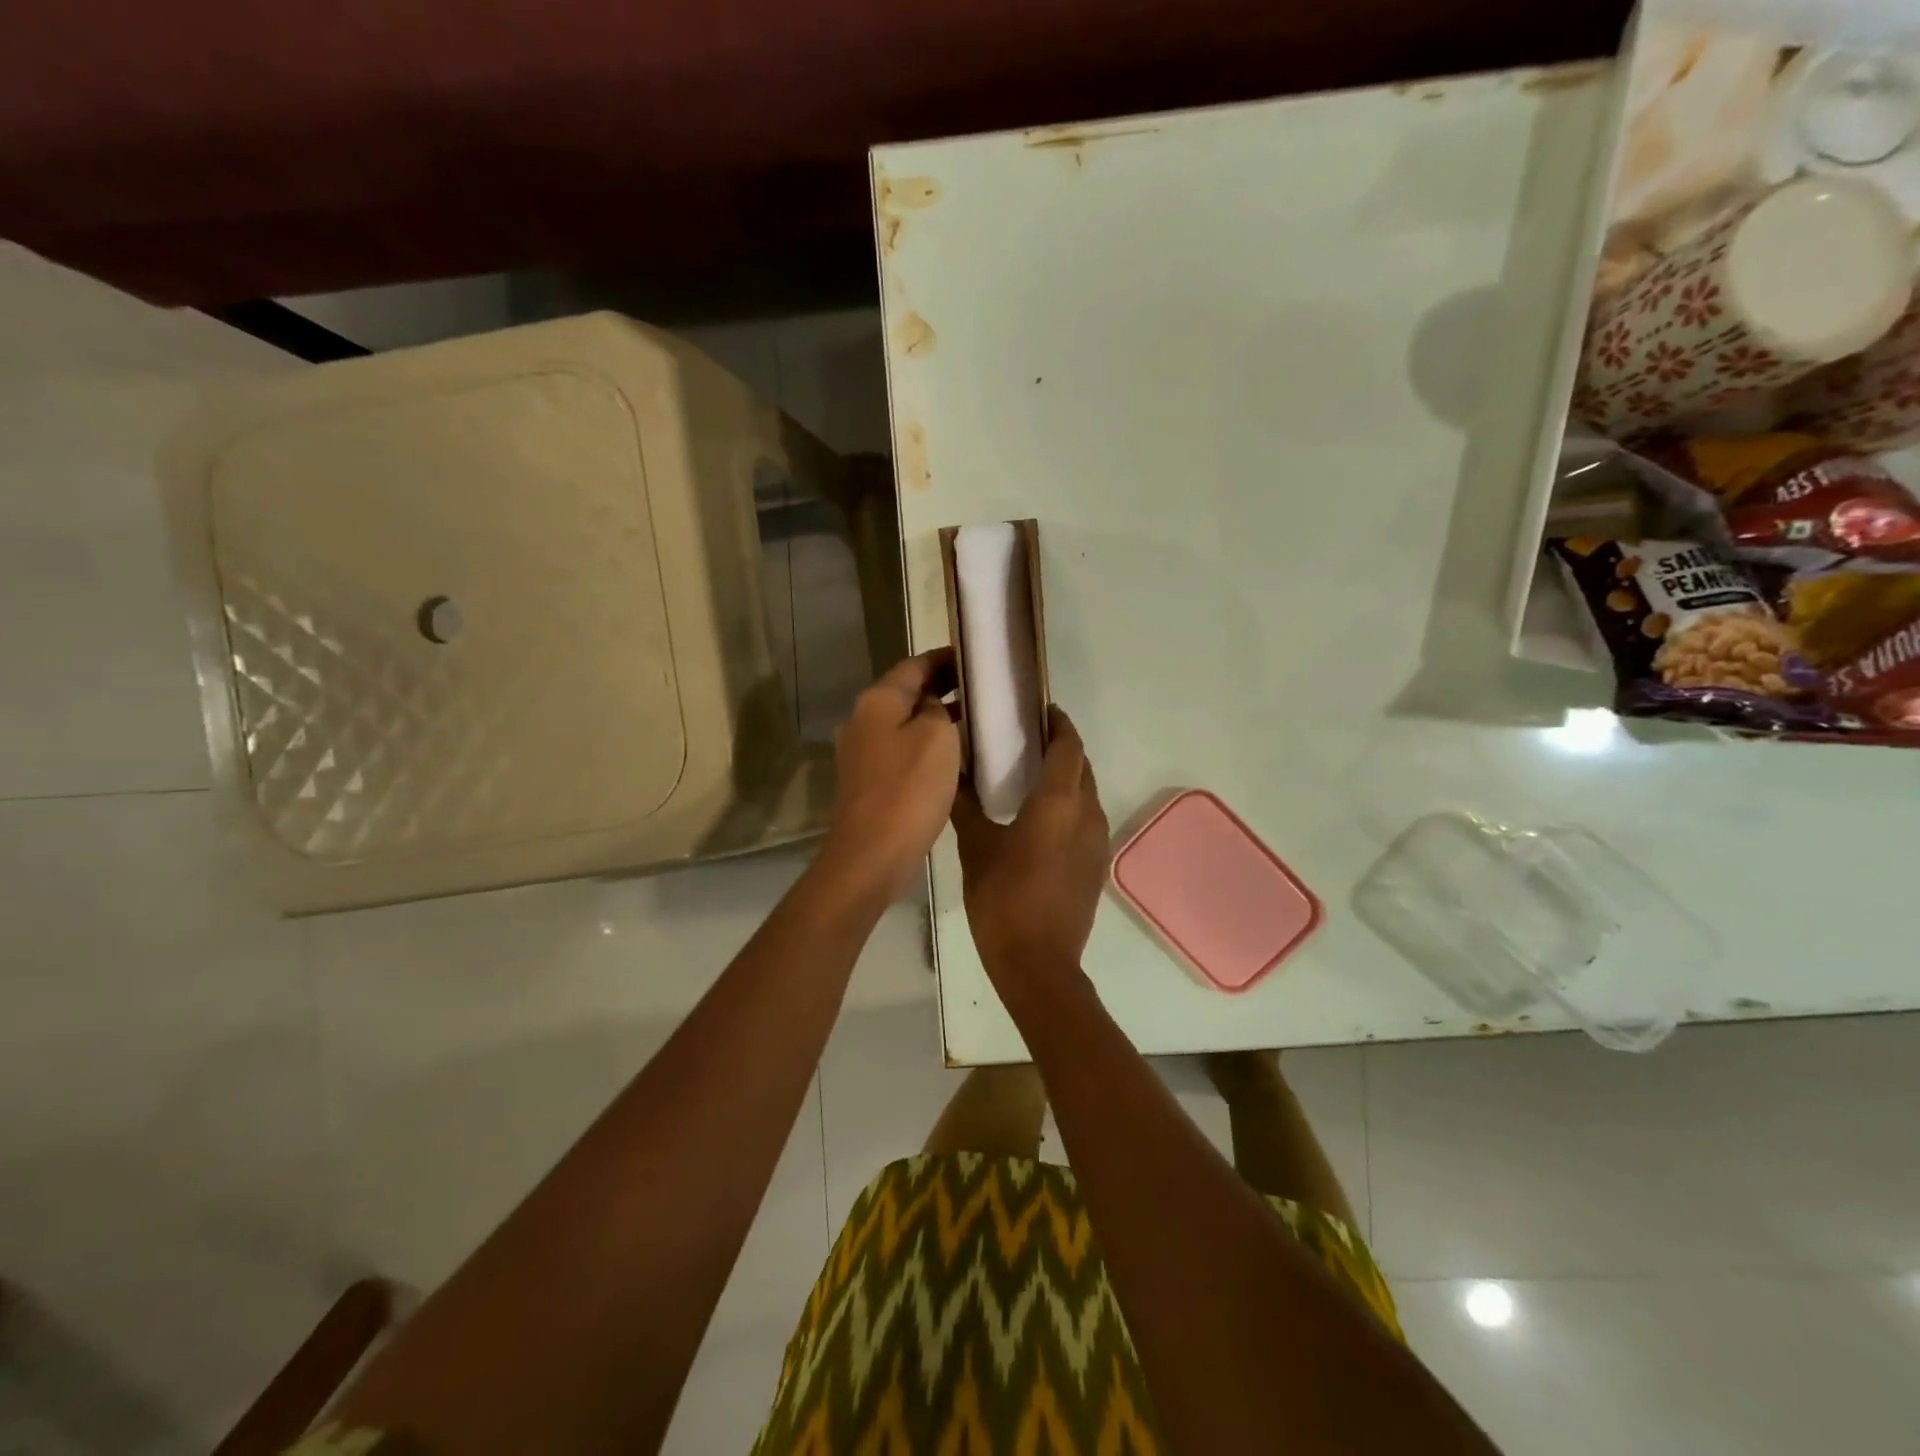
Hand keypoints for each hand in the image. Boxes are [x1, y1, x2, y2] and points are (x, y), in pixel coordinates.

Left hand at [821, 650, 961, 901]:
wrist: (872, 854)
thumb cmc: (908, 789)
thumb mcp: (936, 736)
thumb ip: (937, 709)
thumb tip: (931, 706)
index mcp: (877, 701)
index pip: (914, 665)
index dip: (945, 658)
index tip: (975, 658)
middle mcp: (863, 720)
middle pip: (906, 692)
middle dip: (942, 687)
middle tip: (981, 689)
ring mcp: (861, 753)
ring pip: (903, 723)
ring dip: (935, 718)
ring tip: (973, 720)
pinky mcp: (868, 782)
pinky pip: (901, 751)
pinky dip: (925, 745)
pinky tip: (951, 757)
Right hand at [952, 706, 1109, 998]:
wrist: (1039, 964)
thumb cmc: (1003, 900)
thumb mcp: (976, 848)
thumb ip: (967, 807)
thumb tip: (953, 775)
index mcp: (1060, 803)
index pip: (1069, 746)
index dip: (1058, 723)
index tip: (1039, 710)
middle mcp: (1088, 814)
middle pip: (1082, 767)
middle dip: (1061, 748)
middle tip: (1026, 741)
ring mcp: (1097, 842)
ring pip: (1087, 794)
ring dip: (1067, 778)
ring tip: (1031, 776)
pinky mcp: (1096, 865)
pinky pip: (1087, 819)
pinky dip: (1070, 806)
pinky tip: (1040, 818)